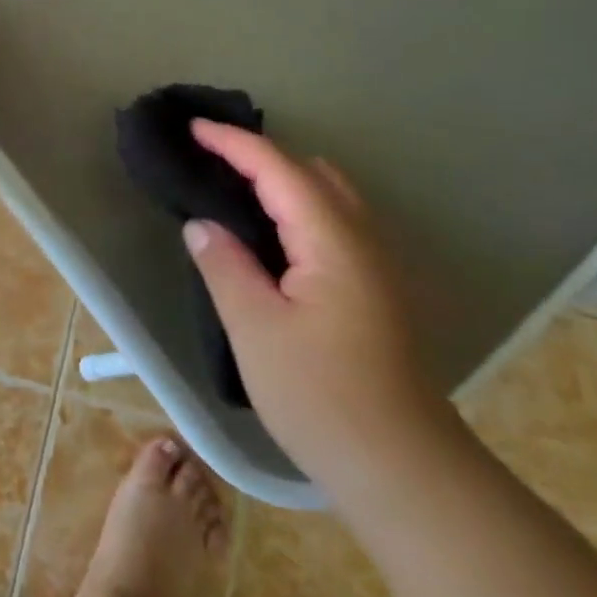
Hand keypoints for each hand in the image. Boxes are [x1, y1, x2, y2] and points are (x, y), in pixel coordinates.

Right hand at [181, 123, 461, 505]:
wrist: (402, 468)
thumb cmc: (321, 396)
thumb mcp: (255, 329)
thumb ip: (225, 265)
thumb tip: (201, 225)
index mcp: (332, 241)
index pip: (279, 170)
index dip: (234, 143)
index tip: (193, 128)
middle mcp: (363, 240)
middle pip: (311, 172)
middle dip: (260, 154)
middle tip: (210, 156)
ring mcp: (377, 265)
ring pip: (329, 196)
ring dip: (283, 179)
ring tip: (235, 185)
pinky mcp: (376, 289)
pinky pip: (335, 222)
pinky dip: (299, 206)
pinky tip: (273, 233)